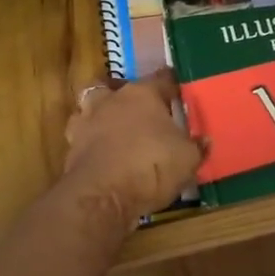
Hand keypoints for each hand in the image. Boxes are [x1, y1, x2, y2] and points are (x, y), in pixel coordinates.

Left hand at [60, 69, 203, 227]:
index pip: (162, 78)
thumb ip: (196, 147)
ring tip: (114, 130)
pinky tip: (103, 156)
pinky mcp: (71, 150)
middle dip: (122, 93)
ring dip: (99, 116)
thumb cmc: (151, 166)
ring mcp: (86, 124)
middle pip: (112, 85)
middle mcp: (111, 101)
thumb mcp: (188, 159)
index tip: (179, 90)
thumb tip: (204, 140)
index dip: (172, 84)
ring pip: (89, 109)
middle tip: (137, 108)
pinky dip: (91, 145)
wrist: (101, 196)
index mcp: (143, 94)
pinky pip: (82, 139)